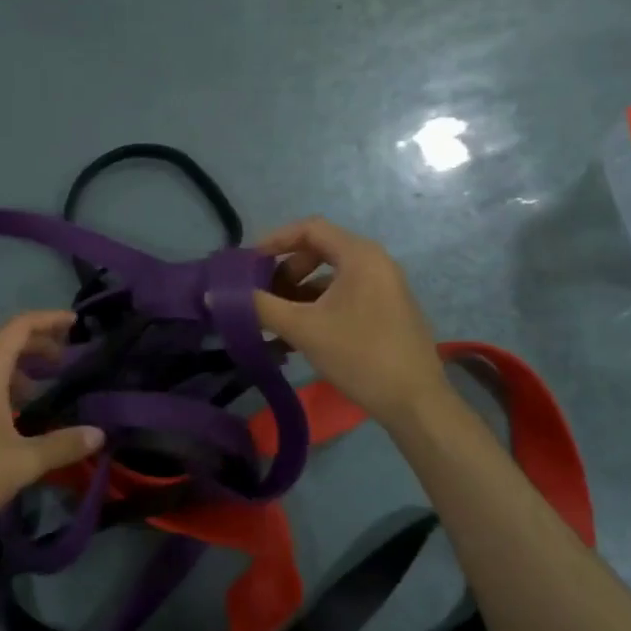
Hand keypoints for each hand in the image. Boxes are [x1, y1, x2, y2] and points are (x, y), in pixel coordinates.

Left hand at [0, 311, 103, 544]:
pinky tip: (14, 410)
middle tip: (66, 356)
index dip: (49, 320)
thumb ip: (63, 445)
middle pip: (3, 339)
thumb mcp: (22, 462)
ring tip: (44, 382)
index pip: (19, 327)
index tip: (76, 323)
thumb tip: (100, 433)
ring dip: (17, 363)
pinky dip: (0, 381)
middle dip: (36, 341)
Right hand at [253, 217, 448, 429]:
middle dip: (285, 270)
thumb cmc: (359, 355)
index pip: (310, 228)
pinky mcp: (387, 310)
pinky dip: (318, 306)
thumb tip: (215, 295)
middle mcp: (375, 262)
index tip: (249, 263)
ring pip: (331, 276)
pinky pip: (345, 295)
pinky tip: (300, 335)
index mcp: (360, 255)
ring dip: (299, 292)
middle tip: (262, 294)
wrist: (415, 401)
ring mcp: (385, 287)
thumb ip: (259, 307)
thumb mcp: (303, 329)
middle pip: (320, 250)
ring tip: (276, 319)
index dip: (274, 240)